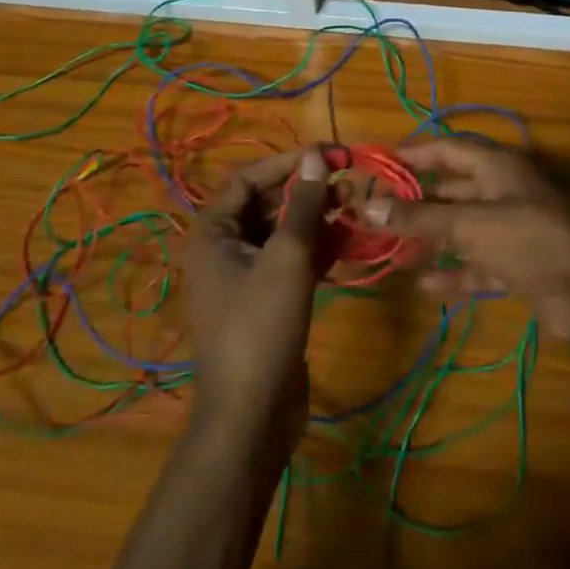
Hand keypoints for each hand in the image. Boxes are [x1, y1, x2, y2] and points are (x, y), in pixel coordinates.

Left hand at [187, 148, 330, 458]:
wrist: (252, 414)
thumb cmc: (261, 326)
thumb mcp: (287, 258)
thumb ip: (303, 204)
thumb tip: (315, 155)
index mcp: (213, 233)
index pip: (249, 178)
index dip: (289, 162)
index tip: (330, 154)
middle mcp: (224, 249)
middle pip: (268, 204)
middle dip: (308, 191)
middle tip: (349, 183)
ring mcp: (246, 277)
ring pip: (284, 232)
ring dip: (318, 218)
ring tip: (356, 208)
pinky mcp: (267, 300)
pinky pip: (292, 260)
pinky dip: (318, 248)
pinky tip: (350, 241)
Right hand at [356, 138, 569, 341]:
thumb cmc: (525, 239)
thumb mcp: (467, 225)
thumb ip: (418, 218)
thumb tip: (367, 206)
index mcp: (496, 167)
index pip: (448, 149)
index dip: (414, 154)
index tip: (379, 164)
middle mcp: (503, 191)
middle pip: (453, 189)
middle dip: (418, 201)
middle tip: (379, 212)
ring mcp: (512, 228)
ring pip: (463, 227)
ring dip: (432, 238)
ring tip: (393, 248)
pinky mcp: (517, 262)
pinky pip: (477, 261)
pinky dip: (454, 271)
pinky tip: (425, 285)